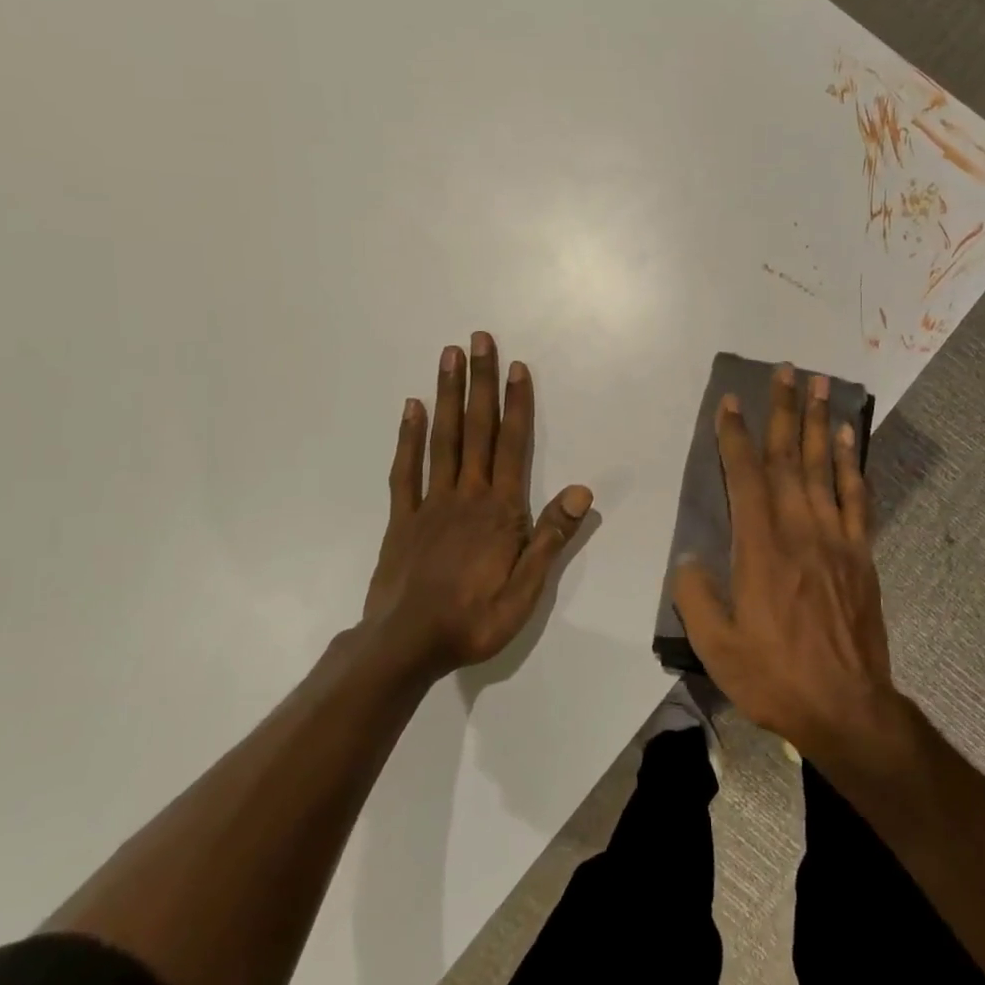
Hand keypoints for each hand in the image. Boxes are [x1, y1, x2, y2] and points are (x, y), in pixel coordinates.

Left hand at [360, 332, 591, 682]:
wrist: (407, 645)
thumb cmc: (475, 619)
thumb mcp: (527, 590)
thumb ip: (551, 537)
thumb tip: (582, 491)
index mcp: (500, 511)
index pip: (512, 446)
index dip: (517, 405)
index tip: (517, 367)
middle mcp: (466, 495)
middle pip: (476, 430)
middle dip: (480, 382)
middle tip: (479, 339)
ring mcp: (430, 503)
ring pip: (442, 439)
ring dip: (448, 395)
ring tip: (449, 356)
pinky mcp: (403, 518)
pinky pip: (406, 470)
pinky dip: (409, 437)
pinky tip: (412, 407)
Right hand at [672, 365, 897, 760]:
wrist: (847, 708)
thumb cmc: (773, 676)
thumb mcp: (715, 644)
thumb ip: (694, 593)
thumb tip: (691, 556)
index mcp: (760, 548)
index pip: (745, 476)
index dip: (735, 436)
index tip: (730, 402)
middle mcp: (799, 530)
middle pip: (790, 457)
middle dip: (784, 409)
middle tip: (785, 369)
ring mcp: (836, 539)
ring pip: (825, 467)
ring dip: (819, 421)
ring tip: (819, 383)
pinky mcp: (861, 554)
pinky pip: (856, 497)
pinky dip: (851, 463)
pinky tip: (847, 437)